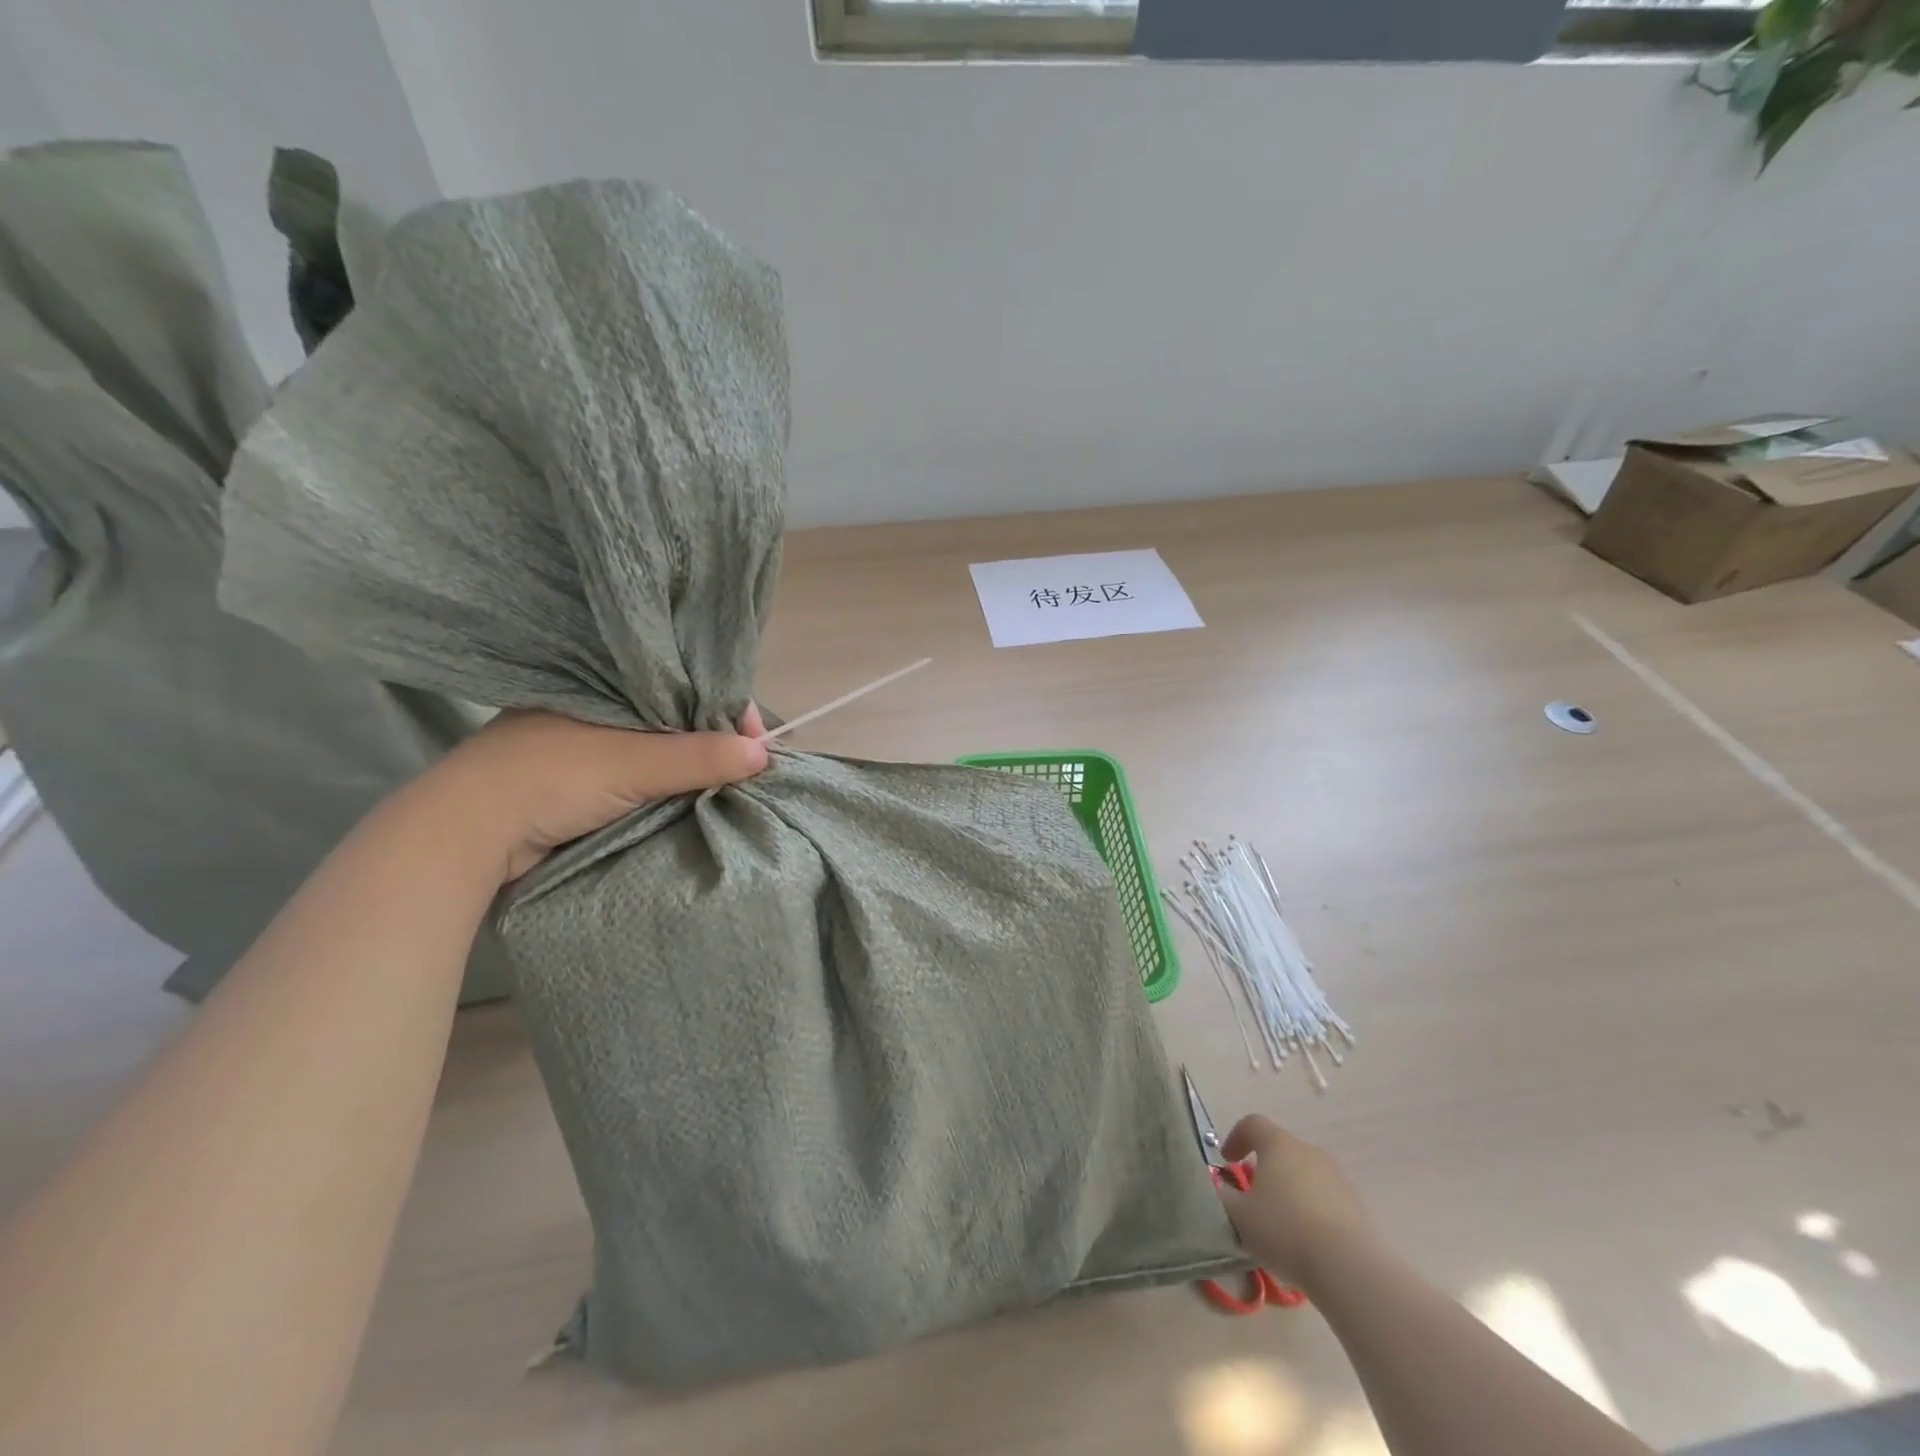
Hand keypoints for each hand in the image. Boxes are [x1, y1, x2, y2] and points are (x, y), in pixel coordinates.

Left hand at [417, 707, 769, 883]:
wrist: (463, 836)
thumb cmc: (547, 779)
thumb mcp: (630, 764)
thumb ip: (697, 757)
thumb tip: (765, 754)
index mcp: (607, 683)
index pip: (685, 685)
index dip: (726, 710)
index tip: (758, 741)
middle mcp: (602, 707)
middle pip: (678, 718)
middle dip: (716, 741)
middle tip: (751, 768)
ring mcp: (589, 744)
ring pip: (661, 748)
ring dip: (693, 766)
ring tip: (731, 782)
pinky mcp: (583, 779)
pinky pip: (643, 774)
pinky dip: (669, 785)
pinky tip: (693, 795)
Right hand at [1214, 1114, 1378, 1290]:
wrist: (1349, 1267)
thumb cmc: (1284, 1230)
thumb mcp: (1240, 1217)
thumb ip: (1226, 1197)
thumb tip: (1224, 1189)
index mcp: (1278, 1144)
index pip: (1252, 1124)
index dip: (1236, 1137)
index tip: (1227, 1161)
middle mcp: (1309, 1151)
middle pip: (1281, 1150)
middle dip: (1265, 1169)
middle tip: (1253, 1197)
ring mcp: (1337, 1177)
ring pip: (1305, 1175)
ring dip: (1290, 1191)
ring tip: (1281, 1224)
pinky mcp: (1357, 1205)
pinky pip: (1325, 1199)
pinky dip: (1312, 1211)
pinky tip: (1307, 1241)